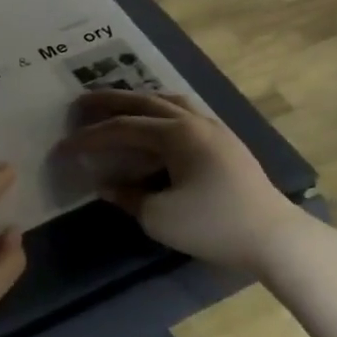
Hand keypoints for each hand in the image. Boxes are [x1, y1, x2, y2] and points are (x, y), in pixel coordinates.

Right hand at [58, 92, 298, 271]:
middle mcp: (194, 121)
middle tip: (80, 103)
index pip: (122, 128)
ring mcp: (214, 128)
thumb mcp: (159, 216)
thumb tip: (104, 184)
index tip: (62, 147)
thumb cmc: (213, 224)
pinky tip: (157, 125)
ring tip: (118, 106)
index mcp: (176, 134)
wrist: (273, 235)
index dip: (89, 138)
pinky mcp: (225, 142)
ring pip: (169, 101)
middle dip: (109, 102)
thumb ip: (127, 196)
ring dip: (139, 101)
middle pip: (144, 101)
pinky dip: (161, 112)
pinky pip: (185, 113)